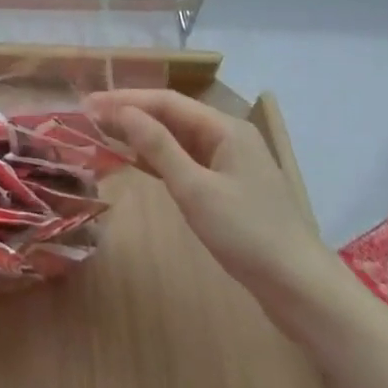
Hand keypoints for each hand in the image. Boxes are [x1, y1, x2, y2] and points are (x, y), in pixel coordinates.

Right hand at [85, 88, 350, 335]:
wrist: (299, 288)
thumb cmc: (246, 233)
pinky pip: (185, 161)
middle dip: (131, 113)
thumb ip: (158, 147)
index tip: (89, 103)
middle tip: (88, 116)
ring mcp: (229, 163)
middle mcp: (228, 137)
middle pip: (172, 115)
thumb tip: (123, 112)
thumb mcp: (195, 188)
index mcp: (225, 128)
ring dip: (141, 135)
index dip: (126, 99)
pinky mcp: (227, 188)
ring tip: (102, 132)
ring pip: (177, 139)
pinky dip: (158, 158)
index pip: (166, 101)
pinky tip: (133, 160)